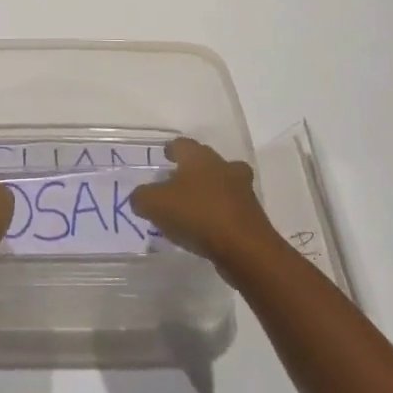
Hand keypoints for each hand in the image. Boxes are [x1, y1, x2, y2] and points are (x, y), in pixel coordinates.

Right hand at [129, 137, 285, 273]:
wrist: (245, 248)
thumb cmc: (197, 215)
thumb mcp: (155, 205)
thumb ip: (142, 197)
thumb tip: (140, 197)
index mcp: (198, 157)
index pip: (182, 144)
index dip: (172, 149)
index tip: (165, 156)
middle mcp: (222, 166)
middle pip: (206, 160)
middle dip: (192, 169)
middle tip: (177, 181)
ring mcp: (241, 190)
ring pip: (223, 182)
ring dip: (210, 190)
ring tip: (194, 206)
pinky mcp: (252, 214)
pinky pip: (231, 207)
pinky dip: (220, 212)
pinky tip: (207, 228)